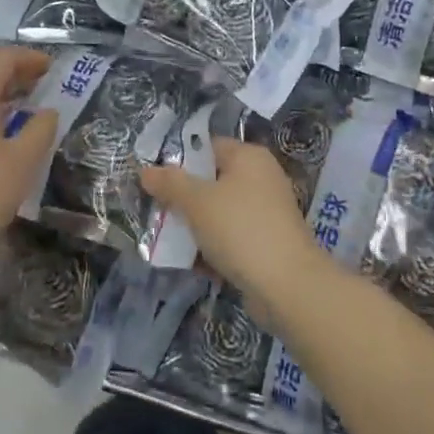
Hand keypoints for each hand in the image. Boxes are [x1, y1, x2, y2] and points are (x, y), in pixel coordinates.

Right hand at [141, 138, 314, 297]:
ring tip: (166, 240)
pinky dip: (212, 247)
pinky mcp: (266, 243)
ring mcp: (266, 212)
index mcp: (248, 157)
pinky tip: (191, 262)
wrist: (288, 286)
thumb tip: (146, 171)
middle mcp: (261, 178)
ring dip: (194, 226)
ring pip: (219, 212)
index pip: (207, 146)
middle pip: (211, 180)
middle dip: (182, 198)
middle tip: (155, 211)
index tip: (153, 179)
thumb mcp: (197, 202)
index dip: (178, 160)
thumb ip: (169, 183)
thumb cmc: (240, 229)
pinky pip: (231, 237)